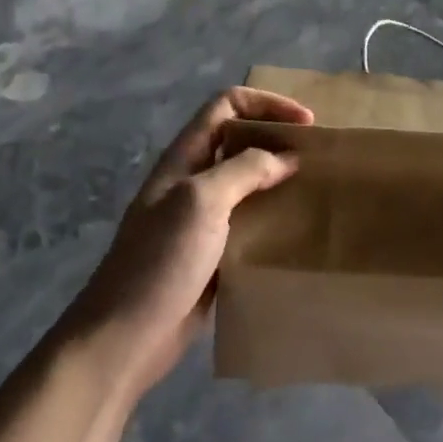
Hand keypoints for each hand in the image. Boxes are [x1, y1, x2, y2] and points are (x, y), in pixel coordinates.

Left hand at [61, 87, 312, 401]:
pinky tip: (298, 231)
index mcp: (185, 157)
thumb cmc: (160, 260)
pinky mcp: (212, 255)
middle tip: (317, 154)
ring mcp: (201, 219)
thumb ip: (244, 170)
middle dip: (277, 138)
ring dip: (279, 180)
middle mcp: (193, 180)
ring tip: (316, 189)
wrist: (125, 338)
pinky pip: (249, 224)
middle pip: (239, 141)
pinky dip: (274, 219)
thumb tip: (285, 158)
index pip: (226, 104)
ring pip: (247, 183)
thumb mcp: (201, 201)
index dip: (266, 103)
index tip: (305, 122)